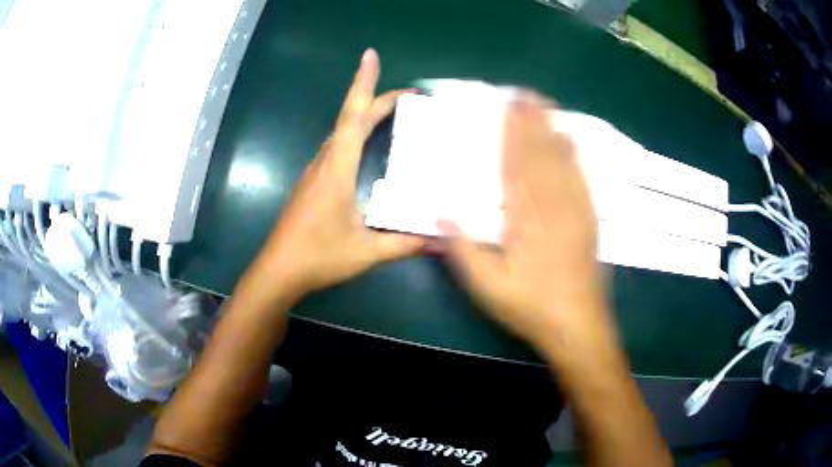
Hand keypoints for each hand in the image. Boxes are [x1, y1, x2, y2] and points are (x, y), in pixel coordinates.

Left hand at [239, 49, 423, 304]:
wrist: (278, 271)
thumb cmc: (319, 257)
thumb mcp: (367, 252)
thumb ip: (406, 245)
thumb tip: (443, 241)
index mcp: (337, 169)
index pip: (353, 117)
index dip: (364, 85)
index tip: (370, 57)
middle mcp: (324, 162)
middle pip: (350, 119)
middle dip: (377, 99)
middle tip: (409, 95)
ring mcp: (315, 172)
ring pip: (341, 133)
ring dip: (364, 116)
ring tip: (392, 111)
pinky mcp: (312, 184)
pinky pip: (336, 148)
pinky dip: (354, 134)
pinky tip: (366, 144)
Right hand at [438, 94, 613, 361]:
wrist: (578, 326)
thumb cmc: (530, 308)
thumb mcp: (488, 289)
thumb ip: (462, 252)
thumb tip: (439, 216)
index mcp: (524, 223)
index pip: (514, 169)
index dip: (511, 136)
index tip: (508, 109)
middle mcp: (551, 209)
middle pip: (539, 157)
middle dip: (532, 122)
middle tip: (526, 93)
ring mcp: (574, 212)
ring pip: (562, 163)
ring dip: (552, 130)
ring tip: (546, 104)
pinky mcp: (589, 221)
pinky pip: (581, 179)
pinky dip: (575, 156)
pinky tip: (571, 140)